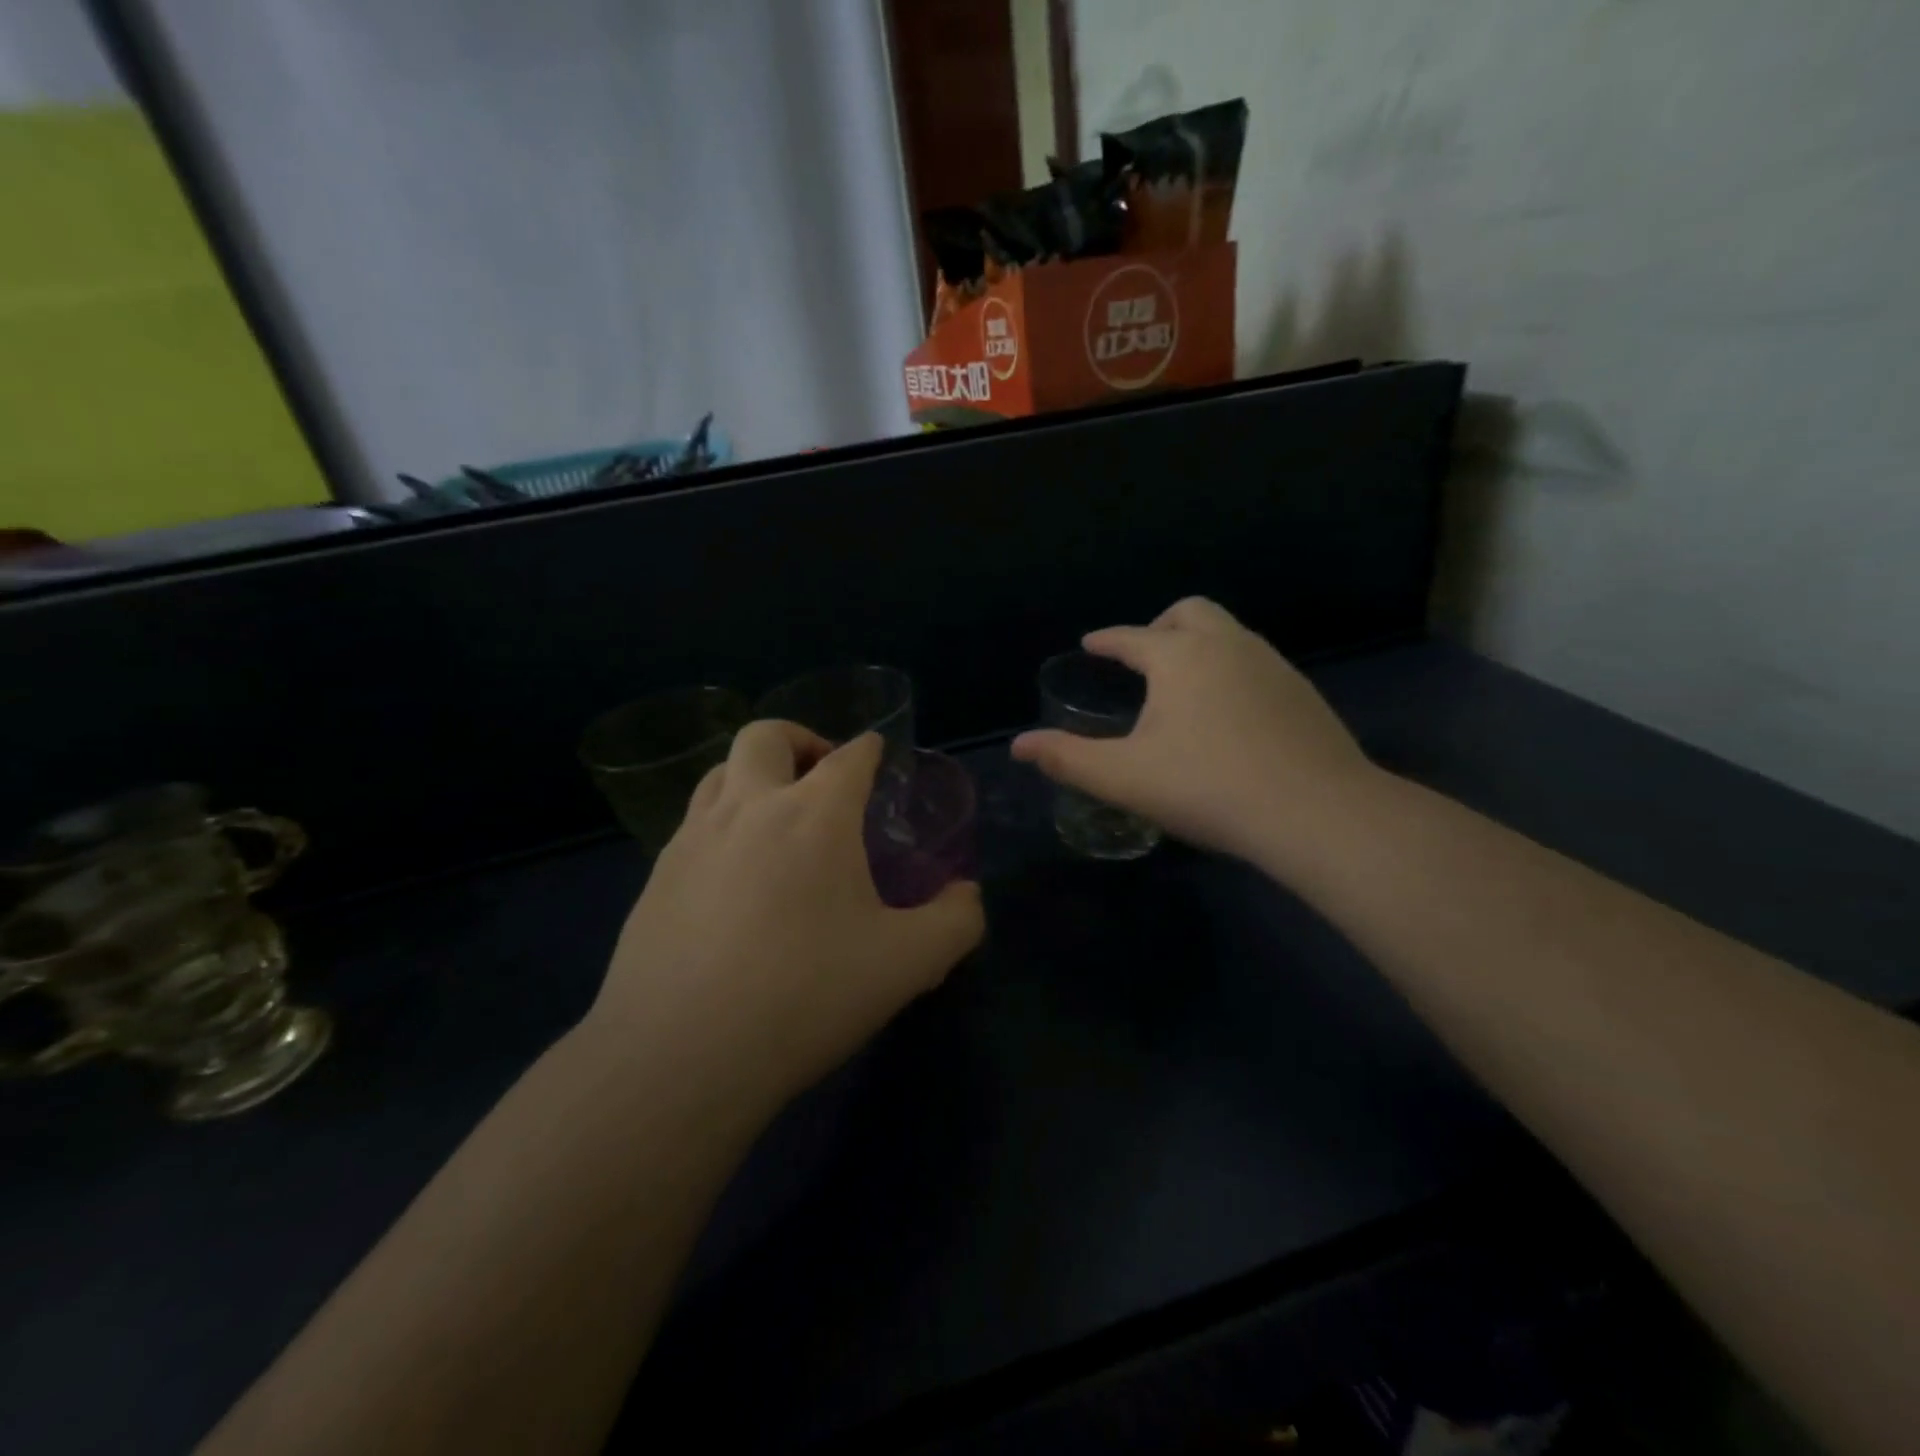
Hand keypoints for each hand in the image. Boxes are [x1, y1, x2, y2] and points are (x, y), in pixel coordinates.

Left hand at [591, 723, 984, 1112]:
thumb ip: (955, 921)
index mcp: (815, 815)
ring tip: (778, 818)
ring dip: (755, 775)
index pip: (850, 756)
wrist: (680, 1055)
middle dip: (801, 739)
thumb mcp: (908, 964)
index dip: (869, 749)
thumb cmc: (805, 995)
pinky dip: (723, 824)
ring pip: (721, 772)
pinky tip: (735, 876)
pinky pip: (693, 824)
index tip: (878, 755)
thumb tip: (966, 895)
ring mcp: (693, 839)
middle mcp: (750, 808)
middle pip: (767, 736)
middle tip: (822, 776)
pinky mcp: (656, 877)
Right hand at [1011, 597, 1376, 871]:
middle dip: (1160, 626)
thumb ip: (1067, 758)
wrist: (1316, 812)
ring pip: (1228, 634)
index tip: (1091, 643)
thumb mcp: (1125, 777)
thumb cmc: (1207, 787)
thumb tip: (1019, 745)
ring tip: (1181, 686)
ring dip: (1198, 646)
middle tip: (1142, 658)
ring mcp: (1272, 665)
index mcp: (1180, 656)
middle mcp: (1228, 645)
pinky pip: (1254, 662)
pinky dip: (1229, 670)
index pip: (1133, 637)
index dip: (1107, 640)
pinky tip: (1228, 712)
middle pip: (1190, 612)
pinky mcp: (1302, 693)